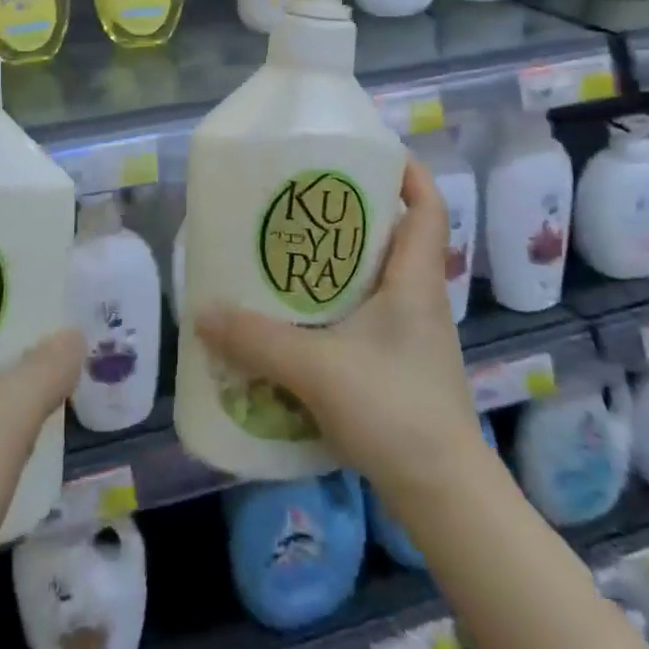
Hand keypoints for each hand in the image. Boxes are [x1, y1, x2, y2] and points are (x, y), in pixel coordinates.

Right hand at [195, 158, 487, 509]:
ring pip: (377, 275)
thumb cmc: (395, 411)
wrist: (446, 496)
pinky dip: (338, 301)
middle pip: (394, 233)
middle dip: (352, 211)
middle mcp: (419, 295)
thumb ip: (257, 340)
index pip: (427, 206)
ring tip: (290, 250)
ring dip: (341, 259)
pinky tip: (301, 316)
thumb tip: (203, 312)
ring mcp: (413, 332)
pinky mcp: (401, 362)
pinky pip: (368, 311)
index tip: (367, 152)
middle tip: (302, 199)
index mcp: (414, 278)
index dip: (407, 170)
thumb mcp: (317, 370)